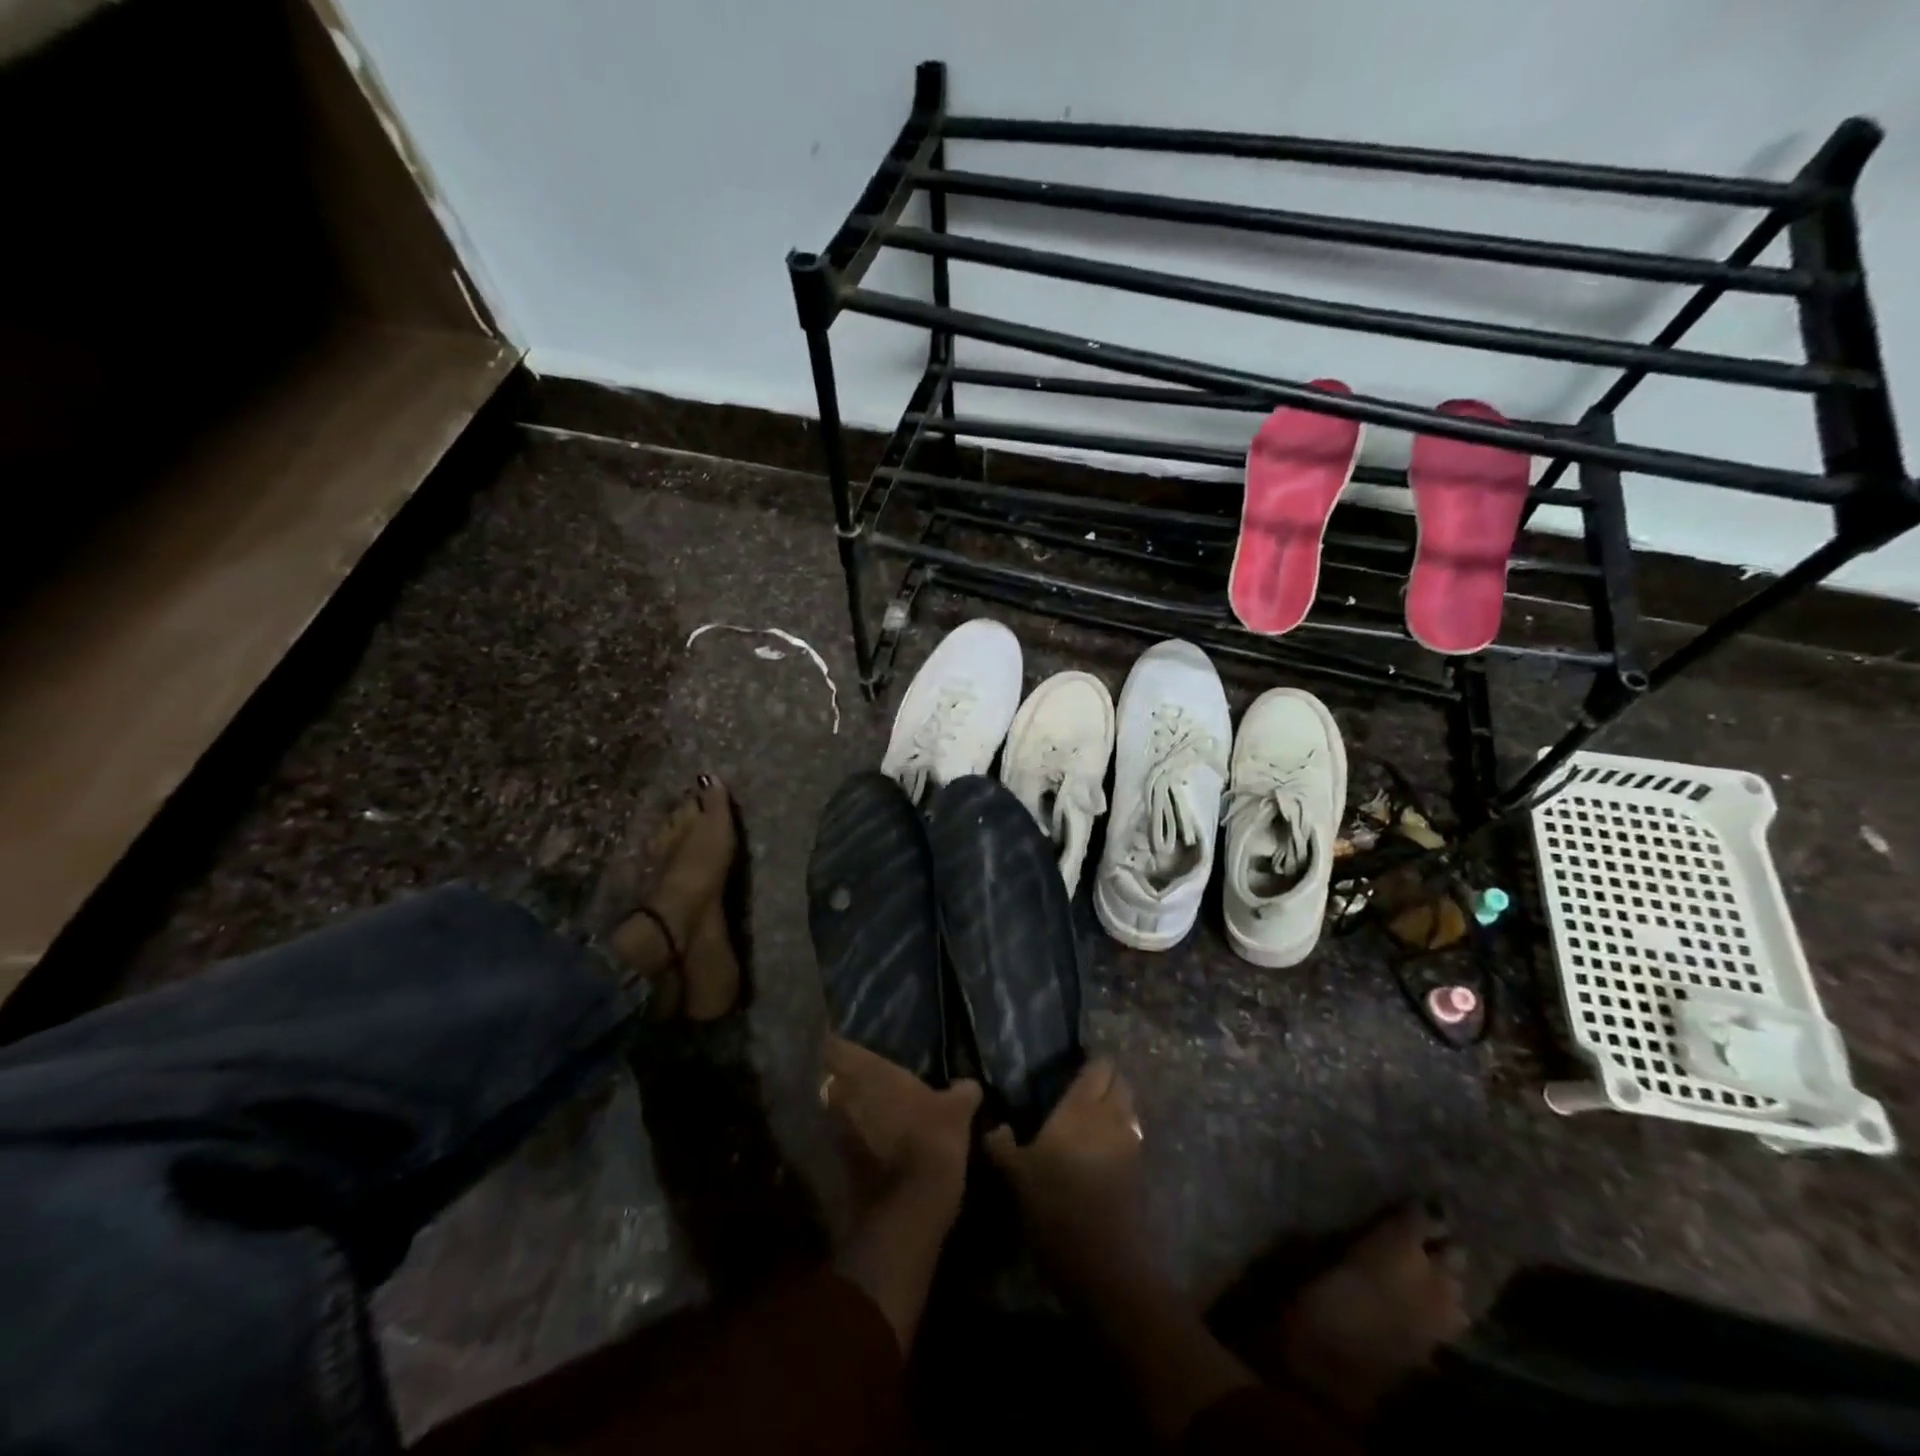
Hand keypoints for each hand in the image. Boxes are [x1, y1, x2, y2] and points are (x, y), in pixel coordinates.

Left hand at [822, 1036, 979, 1207]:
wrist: (906, 1211)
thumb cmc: (931, 1141)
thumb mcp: (957, 1111)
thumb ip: (961, 1091)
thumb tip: (969, 1084)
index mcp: (867, 1071)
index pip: (835, 1044)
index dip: (838, 1043)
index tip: (852, 1046)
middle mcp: (842, 1095)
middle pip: (828, 1077)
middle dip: (841, 1077)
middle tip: (864, 1078)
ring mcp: (833, 1131)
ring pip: (832, 1109)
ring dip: (845, 1109)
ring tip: (867, 1111)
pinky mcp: (833, 1164)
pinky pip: (837, 1140)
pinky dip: (849, 1138)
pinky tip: (869, 1144)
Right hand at [985, 1059, 1147, 1290]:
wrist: (1102, 1262)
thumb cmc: (1055, 1206)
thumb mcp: (1016, 1175)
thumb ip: (1002, 1145)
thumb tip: (992, 1127)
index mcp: (1081, 1108)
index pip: (1098, 1068)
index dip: (1091, 1062)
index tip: (1073, 1064)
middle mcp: (1111, 1117)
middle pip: (1120, 1083)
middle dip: (1106, 1079)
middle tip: (1082, 1086)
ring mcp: (1129, 1145)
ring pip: (1129, 1108)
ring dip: (1117, 1104)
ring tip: (1092, 1114)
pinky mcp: (1138, 1172)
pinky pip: (1132, 1135)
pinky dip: (1121, 1131)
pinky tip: (1101, 1146)